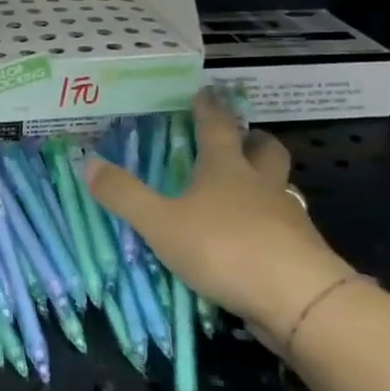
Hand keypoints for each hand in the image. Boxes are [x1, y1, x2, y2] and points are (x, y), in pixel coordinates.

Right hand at [83, 88, 351, 352]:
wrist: (297, 297)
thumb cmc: (223, 247)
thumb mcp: (160, 223)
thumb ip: (125, 195)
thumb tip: (88, 162)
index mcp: (226, 169)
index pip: (218, 127)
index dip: (209, 108)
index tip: (205, 92)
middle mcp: (260, 184)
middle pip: (266, 150)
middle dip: (253, 140)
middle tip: (241, 139)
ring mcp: (287, 216)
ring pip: (280, 186)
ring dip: (265, 182)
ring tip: (244, 192)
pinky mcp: (301, 250)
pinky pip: (285, 225)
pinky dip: (270, 223)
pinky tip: (255, 239)